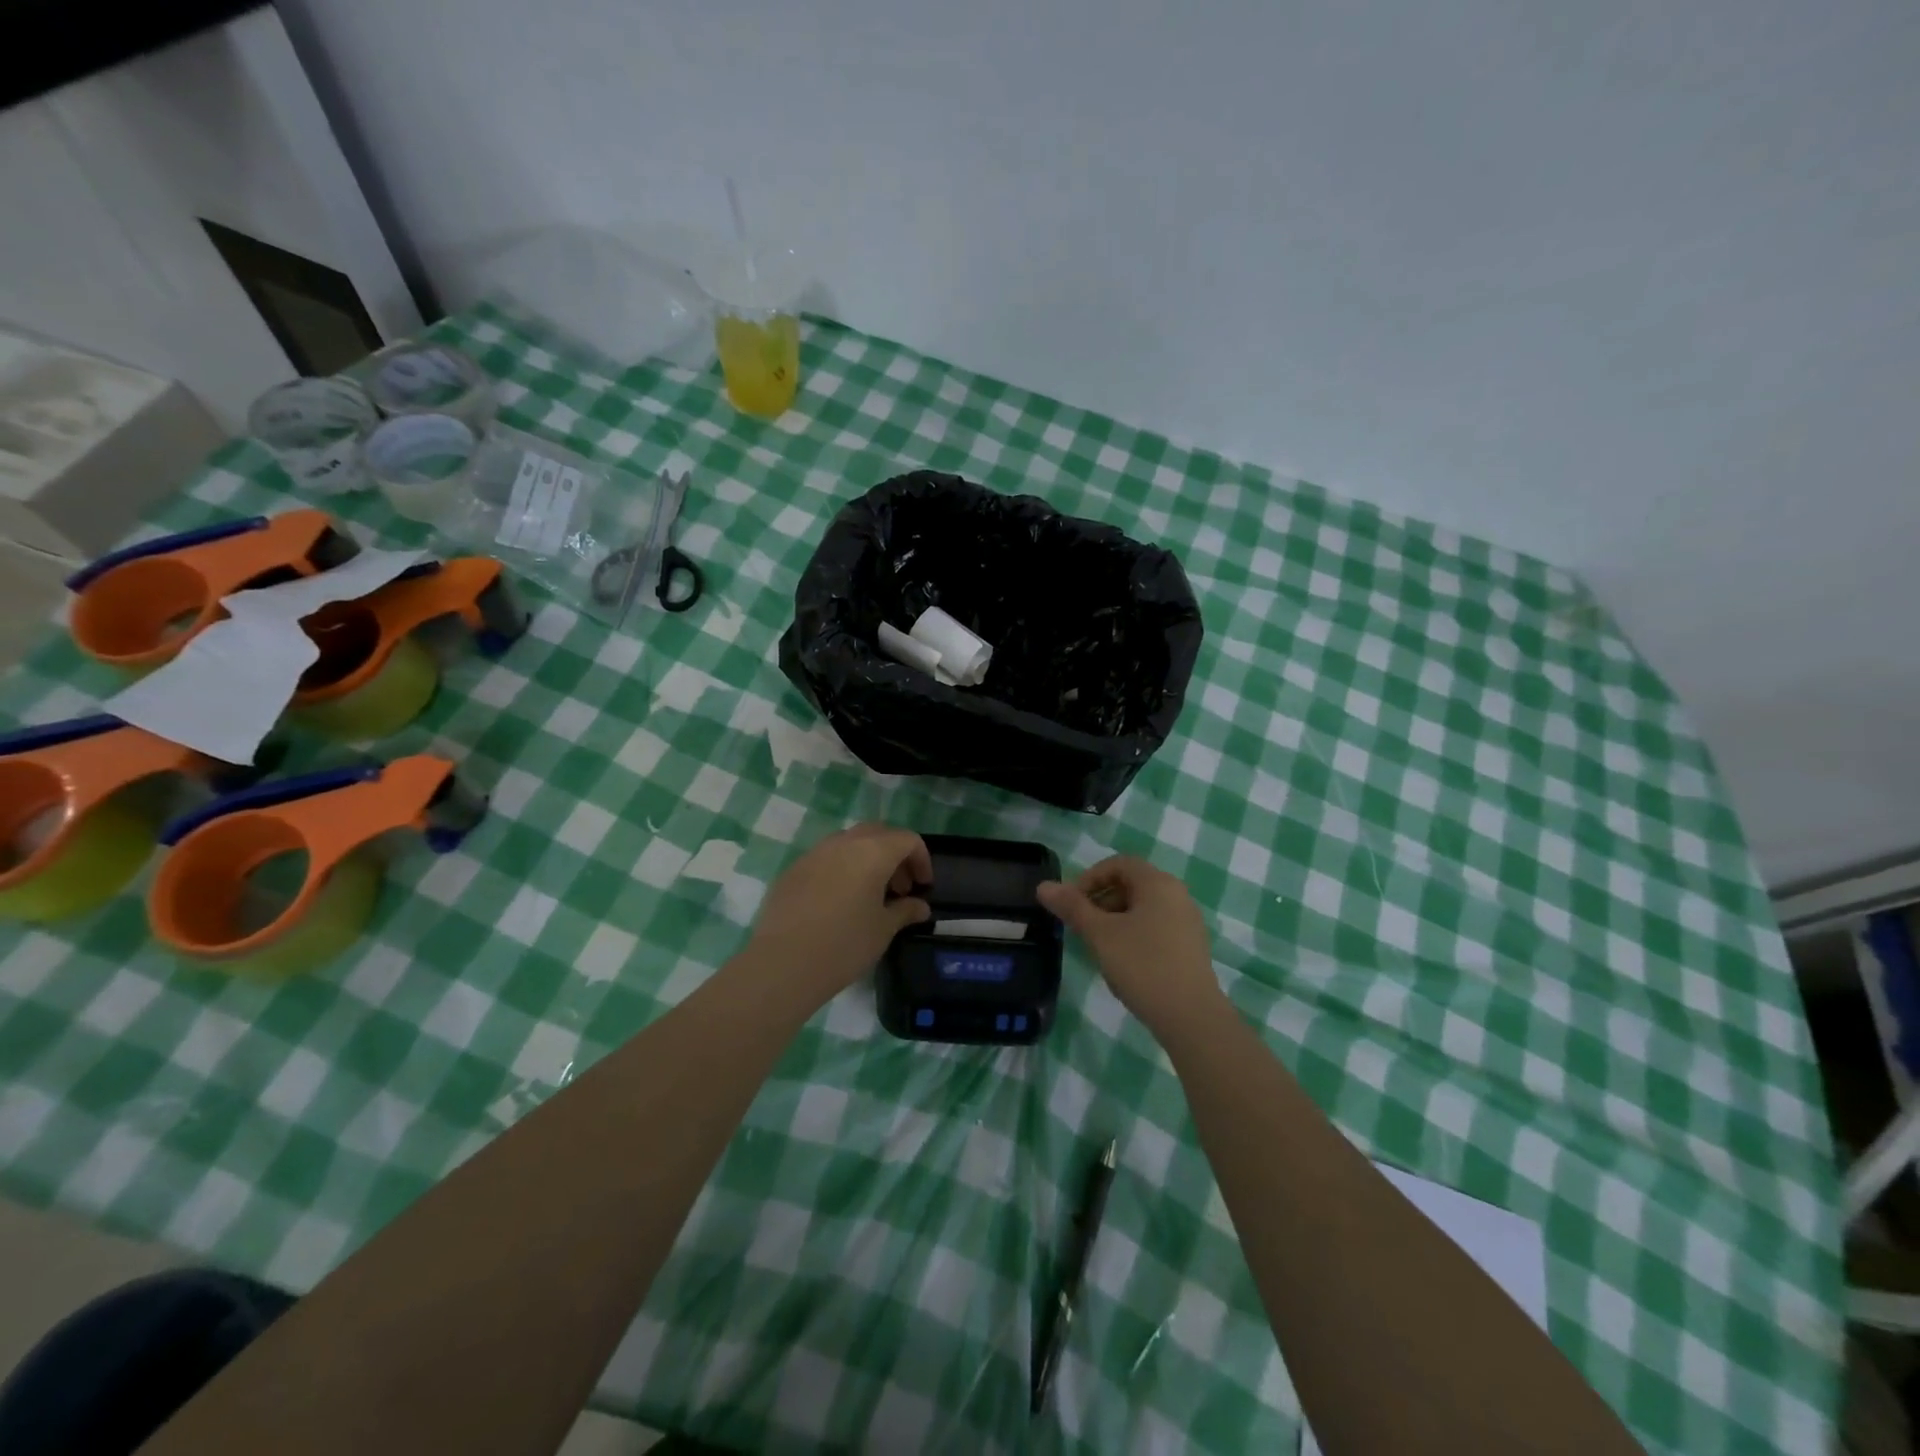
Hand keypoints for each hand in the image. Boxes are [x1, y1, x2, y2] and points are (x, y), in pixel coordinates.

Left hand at [745, 824, 931, 1003]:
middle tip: (900, 888)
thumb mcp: (883, 929)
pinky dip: (842, 869)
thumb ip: (905, 910)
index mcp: (872, 851)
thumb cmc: (844, 945)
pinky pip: (826, 859)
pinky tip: (839, 902)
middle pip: (878, 833)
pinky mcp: (793, 870)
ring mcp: (814, 853)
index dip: (922, 859)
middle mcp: (843, 842)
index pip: (907, 839)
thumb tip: (920, 906)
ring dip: (867, 859)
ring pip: (849, 843)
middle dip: (895, 854)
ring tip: (871, 894)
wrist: (782, 964)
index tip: (923, 887)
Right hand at [1037, 855, 1221, 1034]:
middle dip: (1100, 900)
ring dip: (1114, 920)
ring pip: (1142, 908)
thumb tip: (1044, 886)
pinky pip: (1155, 928)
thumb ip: (1072, 907)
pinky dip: (1133, 935)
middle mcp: (1177, 895)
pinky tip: (1122, 963)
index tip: (1071, 903)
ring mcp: (1187, 922)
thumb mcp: (1100, 934)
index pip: (1118, 864)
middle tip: (1080, 926)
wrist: (1191, 1017)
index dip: (1089, 878)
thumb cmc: (1143, 965)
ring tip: (1098, 947)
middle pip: (1130, 884)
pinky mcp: (1190, 947)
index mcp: (1158, 883)